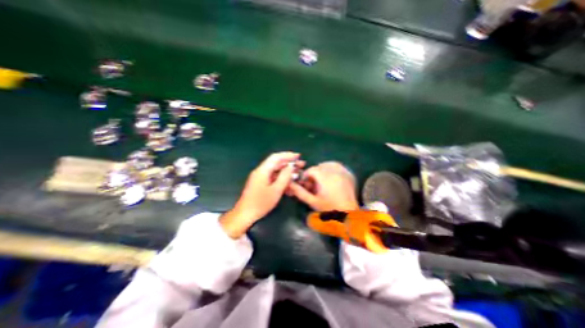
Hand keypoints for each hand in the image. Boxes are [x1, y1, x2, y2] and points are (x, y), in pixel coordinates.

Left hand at [219, 151, 301, 238]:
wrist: (245, 214)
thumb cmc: (261, 203)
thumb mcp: (276, 190)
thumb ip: (284, 177)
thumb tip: (290, 167)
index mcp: (263, 170)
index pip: (276, 157)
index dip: (287, 155)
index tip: (298, 156)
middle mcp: (261, 171)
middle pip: (276, 163)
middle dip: (289, 163)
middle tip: (301, 165)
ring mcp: (260, 177)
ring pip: (275, 171)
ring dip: (286, 171)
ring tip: (297, 173)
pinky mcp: (261, 183)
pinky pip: (273, 178)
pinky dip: (281, 179)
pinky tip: (289, 183)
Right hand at [288, 161, 359, 212]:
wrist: (349, 214)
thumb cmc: (330, 209)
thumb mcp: (313, 202)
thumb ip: (300, 192)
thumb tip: (290, 184)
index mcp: (324, 177)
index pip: (311, 170)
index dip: (306, 176)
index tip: (305, 184)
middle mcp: (334, 171)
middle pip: (319, 167)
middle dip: (314, 174)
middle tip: (313, 185)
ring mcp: (343, 172)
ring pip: (329, 164)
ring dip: (323, 170)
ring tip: (322, 181)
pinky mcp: (349, 174)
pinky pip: (338, 166)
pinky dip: (333, 168)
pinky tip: (332, 177)